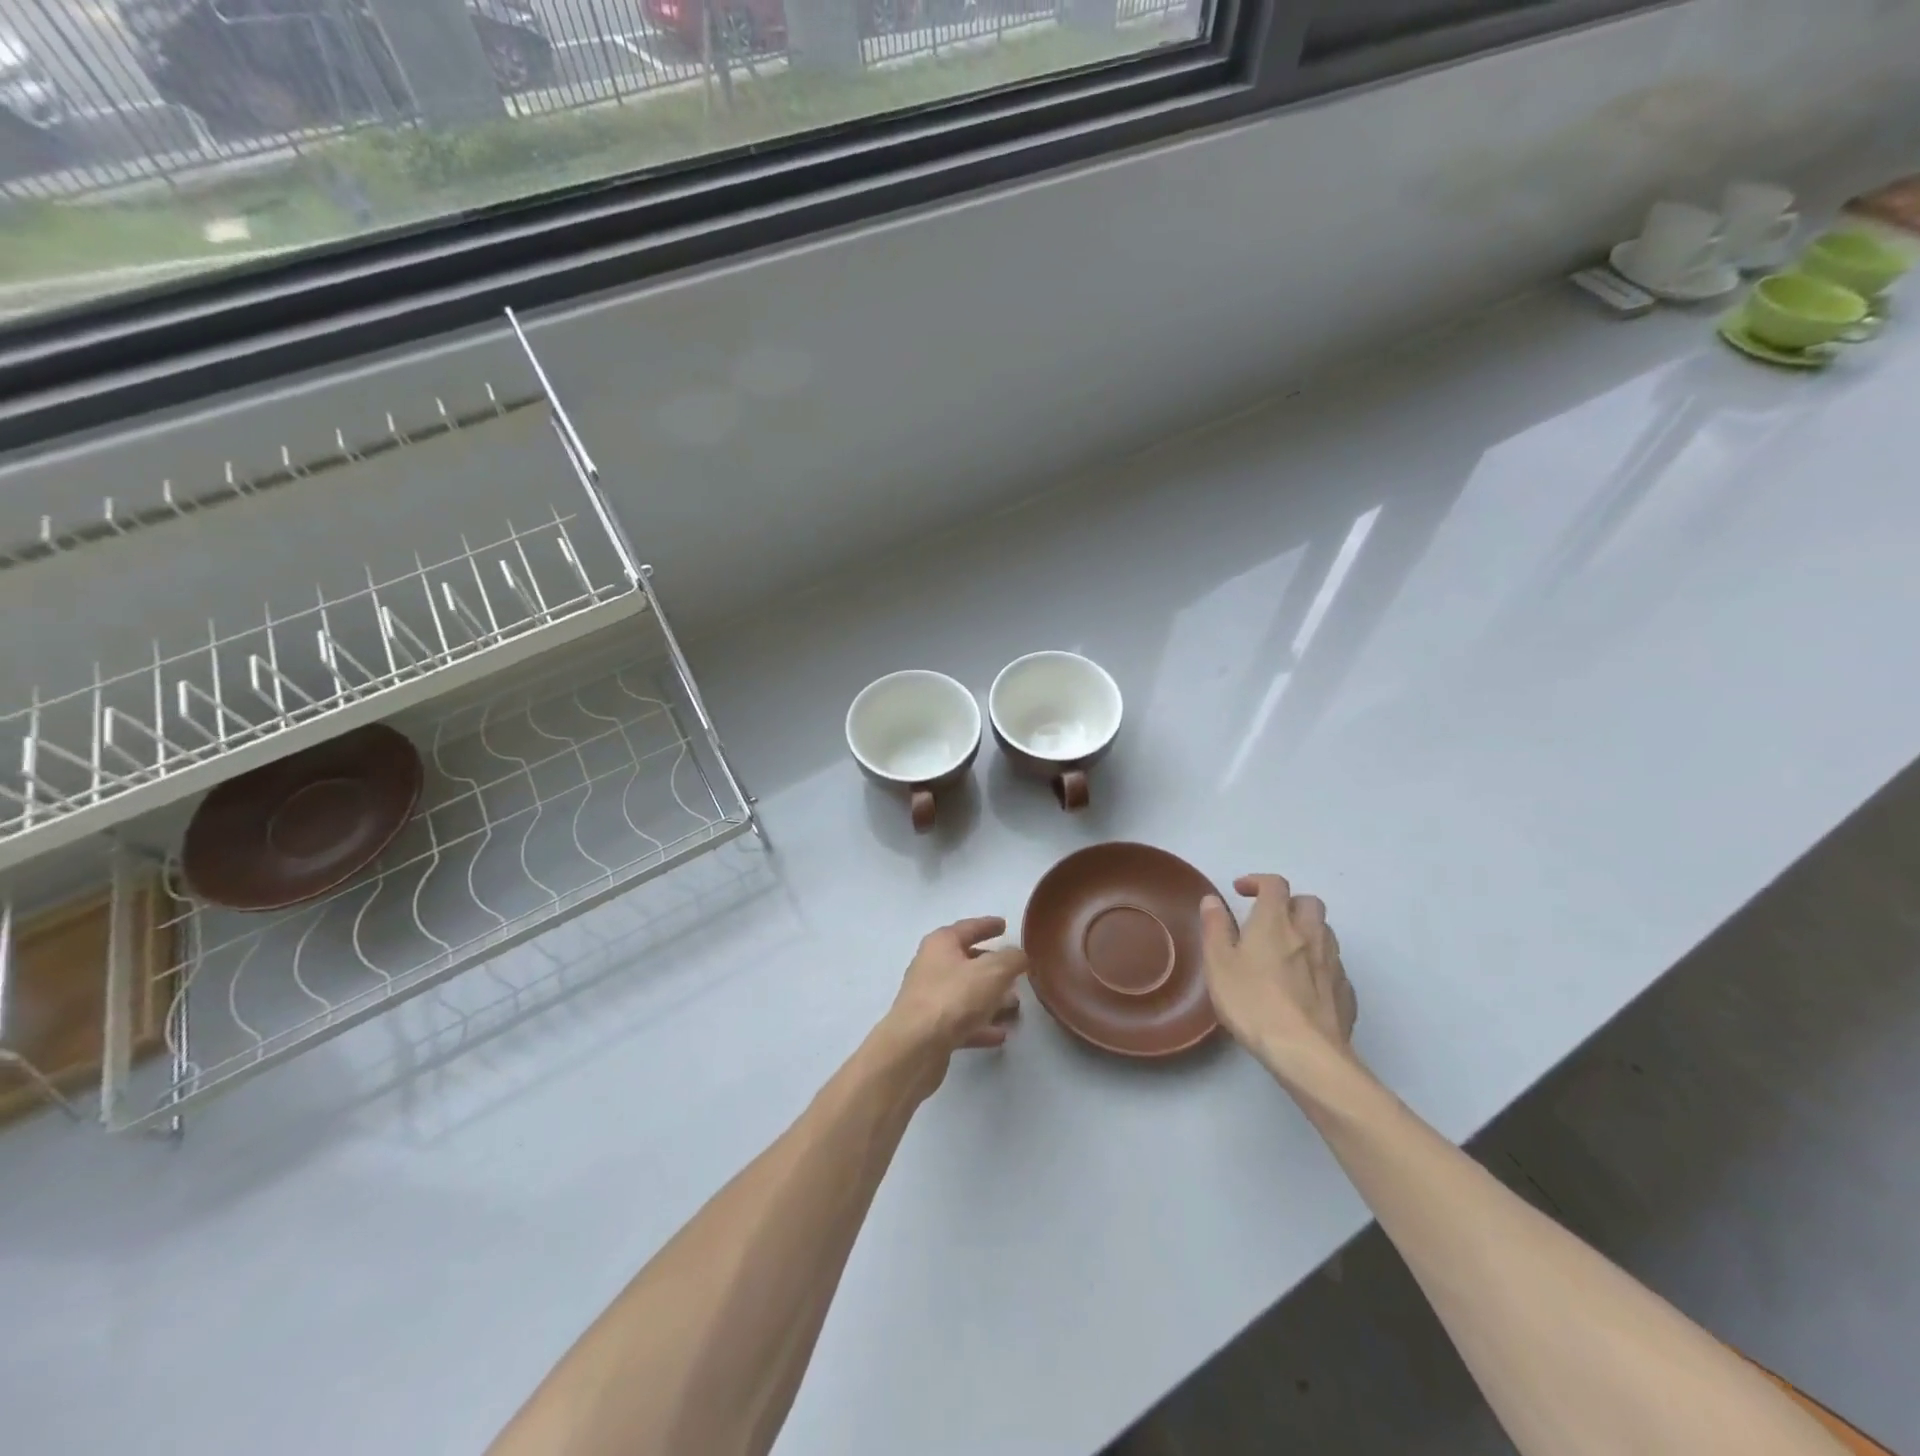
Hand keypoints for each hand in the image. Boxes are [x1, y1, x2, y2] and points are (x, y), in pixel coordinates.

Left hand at [880, 917, 1027, 1092]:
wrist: (916, 1047)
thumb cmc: (954, 997)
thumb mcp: (993, 972)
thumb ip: (1012, 959)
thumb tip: (1019, 955)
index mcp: (941, 944)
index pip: (968, 927)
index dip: (988, 925)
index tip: (1004, 925)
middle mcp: (931, 966)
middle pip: (966, 961)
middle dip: (993, 966)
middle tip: (1016, 971)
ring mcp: (929, 998)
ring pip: (966, 993)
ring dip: (990, 998)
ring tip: (1015, 1004)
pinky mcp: (931, 1029)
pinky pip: (962, 1021)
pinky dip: (981, 1025)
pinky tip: (1000, 1034)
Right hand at [1200, 875, 1356, 1080]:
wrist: (1305, 1052)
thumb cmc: (1252, 1002)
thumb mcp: (1218, 963)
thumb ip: (1215, 927)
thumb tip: (1213, 899)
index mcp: (1275, 922)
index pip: (1274, 884)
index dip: (1258, 881)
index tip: (1240, 892)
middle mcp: (1309, 934)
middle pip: (1308, 902)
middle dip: (1289, 903)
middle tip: (1268, 920)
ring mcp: (1332, 963)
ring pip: (1325, 932)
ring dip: (1307, 931)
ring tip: (1287, 951)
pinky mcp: (1345, 992)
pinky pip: (1334, 966)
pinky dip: (1319, 964)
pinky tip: (1305, 985)